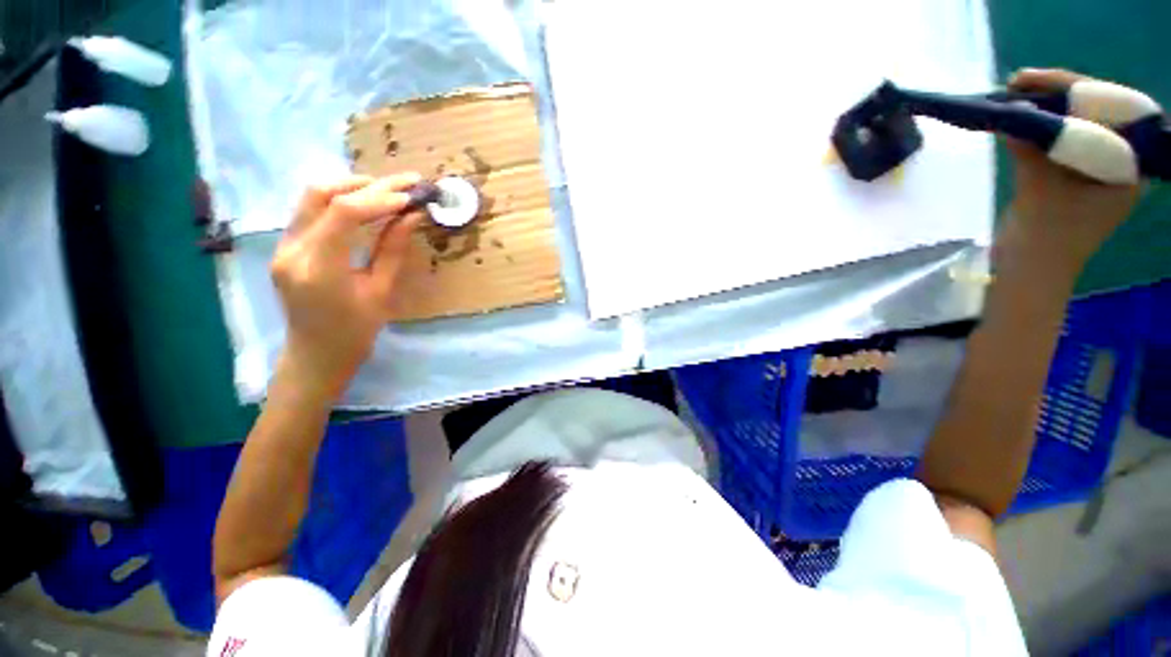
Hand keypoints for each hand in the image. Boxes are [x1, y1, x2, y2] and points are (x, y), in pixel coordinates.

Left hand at [270, 173, 422, 397]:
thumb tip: (412, 217)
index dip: (380, 199)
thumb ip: (394, 250)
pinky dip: (340, 200)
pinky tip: (366, 205)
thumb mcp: (382, 292)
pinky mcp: (285, 245)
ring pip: (312, 196)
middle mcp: (292, 250)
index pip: (344, 214)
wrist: (316, 353)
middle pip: (321, 194)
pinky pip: (311, 210)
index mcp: (318, 269)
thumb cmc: (356, 331)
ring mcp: (283, 245)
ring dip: (352, 187)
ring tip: (388, 191)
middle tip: (405, 183)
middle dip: (367, 184)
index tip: (412, 197)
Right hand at [1001, 68, 1139, 275]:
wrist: (1029, 273)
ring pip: (1073, 125)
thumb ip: (1032, 149)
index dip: (1079, 88)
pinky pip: (1058, 141)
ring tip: (1014, 96)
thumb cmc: (1047, 240)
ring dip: (1044, 111)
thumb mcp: (1041, 191)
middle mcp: (1118, 162)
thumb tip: (1011, 112)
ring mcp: (1095, 169)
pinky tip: (1016, 120)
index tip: (1041, 80)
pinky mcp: (1072, 176)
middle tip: (1022, 83)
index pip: (1113, 110)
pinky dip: (1037, 130)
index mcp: (1130, 167)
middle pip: (1093, 113)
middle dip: (1057, 96)